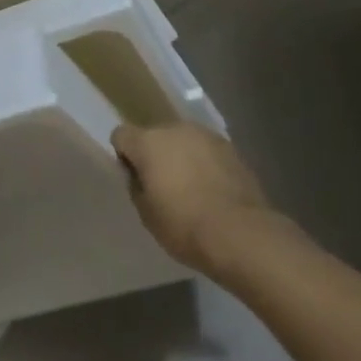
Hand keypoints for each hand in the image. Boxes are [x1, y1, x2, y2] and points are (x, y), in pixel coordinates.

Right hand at [111, 121, 277, 276]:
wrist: (239, 232)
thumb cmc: (184, 225)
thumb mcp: (146, 213)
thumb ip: (136, 185)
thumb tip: (139, 174)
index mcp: (148, 142)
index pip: (121, 135)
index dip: (124, 155)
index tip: (135, 178)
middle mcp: (175, 128)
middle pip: (155, 135)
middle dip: (155, 154)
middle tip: (163, 185)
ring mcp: (205, 134)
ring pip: (183, 140)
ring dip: (181, 156)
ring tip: (191, 187)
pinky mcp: (229, 146)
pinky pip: (206, 150)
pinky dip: (204, 162)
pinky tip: (213, 188)